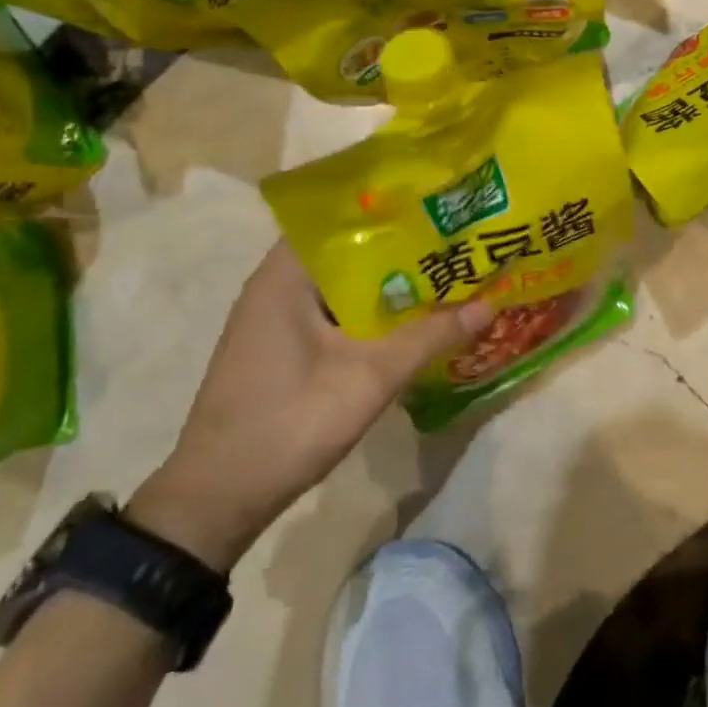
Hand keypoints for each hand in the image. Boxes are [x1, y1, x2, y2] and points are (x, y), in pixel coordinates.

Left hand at [127, 241, 490, 570]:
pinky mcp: (283, 347)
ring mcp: (277, 319)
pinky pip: (336, 313)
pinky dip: (372, 313)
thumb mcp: (370, 377)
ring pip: (345, 285)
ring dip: (390, 284)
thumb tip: (490, 304)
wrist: (217, 500)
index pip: (342, 217)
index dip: (393, 209)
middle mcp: (277, 286)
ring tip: (447, 273)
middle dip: (402, 249)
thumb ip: (430, 336)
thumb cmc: (290, 422)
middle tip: (457, 241)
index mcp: (285, 276)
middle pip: (348, 251)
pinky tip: (413, 320)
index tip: (439, 206)